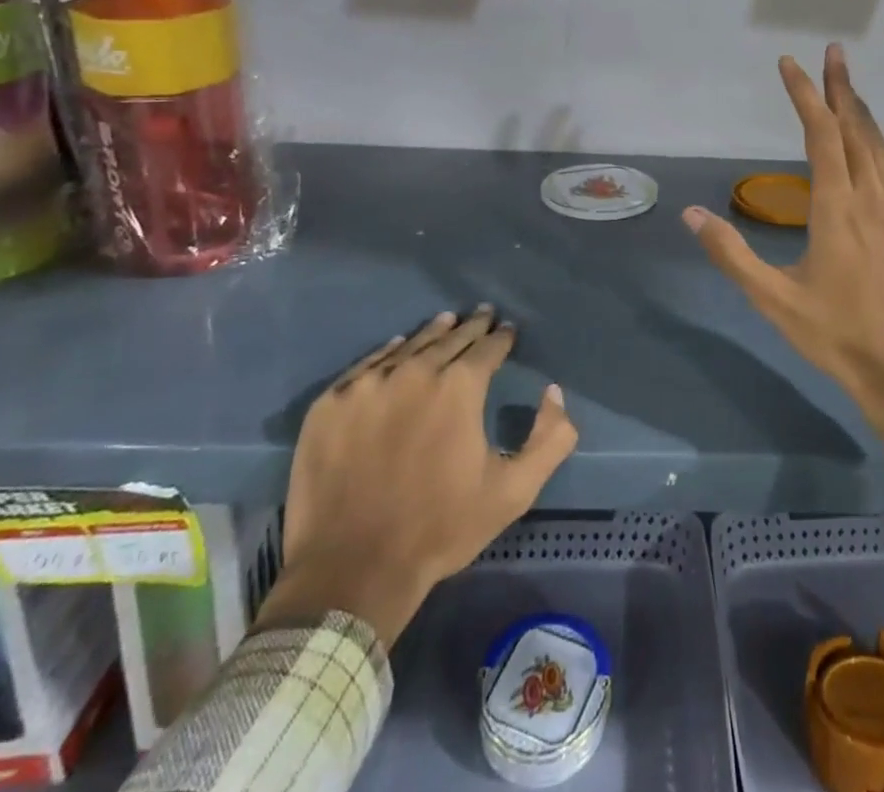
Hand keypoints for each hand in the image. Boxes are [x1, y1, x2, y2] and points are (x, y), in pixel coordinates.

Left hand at [258, 307, 577, 645]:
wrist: (352, 570)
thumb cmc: (440, 529)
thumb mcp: (514, 491)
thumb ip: (550, 438)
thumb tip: (554, 392)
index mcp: (460, 386)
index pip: (488, 346)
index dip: (502, 337)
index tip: (507, 329)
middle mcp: (414, 372)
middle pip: (449, 338)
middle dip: (471, 327)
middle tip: (482, 314)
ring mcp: (367, 385)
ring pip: (409, 346)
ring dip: (432, 333)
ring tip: (446, 321)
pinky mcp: (330, 404)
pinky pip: (367, 365)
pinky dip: (388, 353)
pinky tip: (396, 348)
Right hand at [682, 44, 883, 445]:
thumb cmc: (835, 337)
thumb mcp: (772, 300)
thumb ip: (731, 254)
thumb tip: (693, 214)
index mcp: (836, 208)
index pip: (820, 135)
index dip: (805, 95)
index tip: (789, 64)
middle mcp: (872, 201)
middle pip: (857, 131)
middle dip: (842, 88)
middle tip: (831, 54)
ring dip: (866, 117)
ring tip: (851, 92)